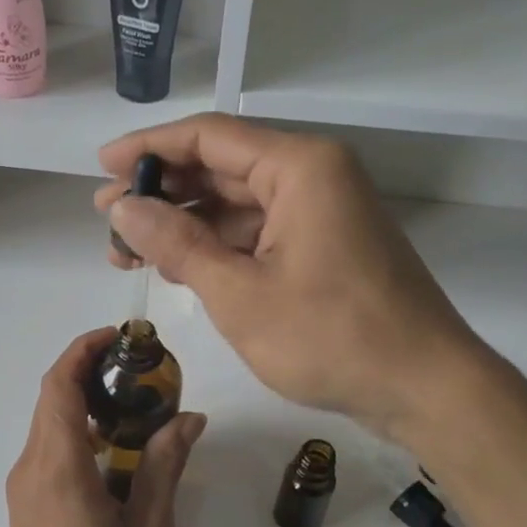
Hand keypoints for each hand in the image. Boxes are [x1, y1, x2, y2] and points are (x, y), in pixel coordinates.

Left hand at [4, 328, 207, 526]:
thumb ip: (164, 467)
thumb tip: (188, 418)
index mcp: (58, 465)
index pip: (59, 384)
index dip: (83, 350)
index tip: (119, 337)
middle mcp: (31, 466)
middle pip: (52, 398)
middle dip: (90, 372)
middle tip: (141, 372)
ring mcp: (24, 488)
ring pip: (50, 424)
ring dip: (85, 404)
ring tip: (135, 410)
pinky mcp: (26, 506)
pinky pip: (49, 450)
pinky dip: (78, 433)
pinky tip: (114, 455)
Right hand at [97, 115, 485, 438]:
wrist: (424, 388)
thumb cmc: (331, 338)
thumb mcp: (239, 293)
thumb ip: (177, 244)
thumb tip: (123, 208)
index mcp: (299, 168)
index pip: (208, 137)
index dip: (149, 149)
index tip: (102, 167)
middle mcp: (313, 177)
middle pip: (221, 169)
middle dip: (161, 194)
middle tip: (107, 220)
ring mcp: (322, 213)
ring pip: (237, 205)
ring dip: (184, 226)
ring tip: (129, 253)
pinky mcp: (325, 247)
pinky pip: (259, 233)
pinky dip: (217, 248)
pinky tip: (178, 268)